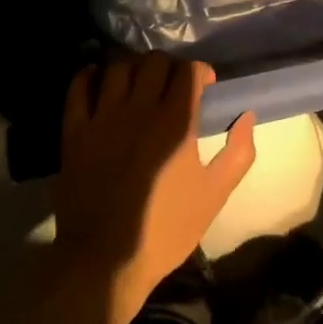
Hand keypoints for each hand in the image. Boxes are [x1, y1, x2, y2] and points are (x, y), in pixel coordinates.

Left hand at [52, 54, 256, 316]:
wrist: (104, 262)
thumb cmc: (165, 229)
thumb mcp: (215, 195)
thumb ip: (239, 152)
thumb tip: (247, 116)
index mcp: (176, 121)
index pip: (189, 70)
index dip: (200, 72)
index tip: (204, 87)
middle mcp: (140, 109)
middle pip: (154, 61)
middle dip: (168, 66)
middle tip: (172, 85)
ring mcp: (103, 118)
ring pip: (118, 67)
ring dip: (132, 67)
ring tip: (138, 83)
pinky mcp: (75, 132)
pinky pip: (79, 88)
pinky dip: (90, 76)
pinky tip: (99, 82)